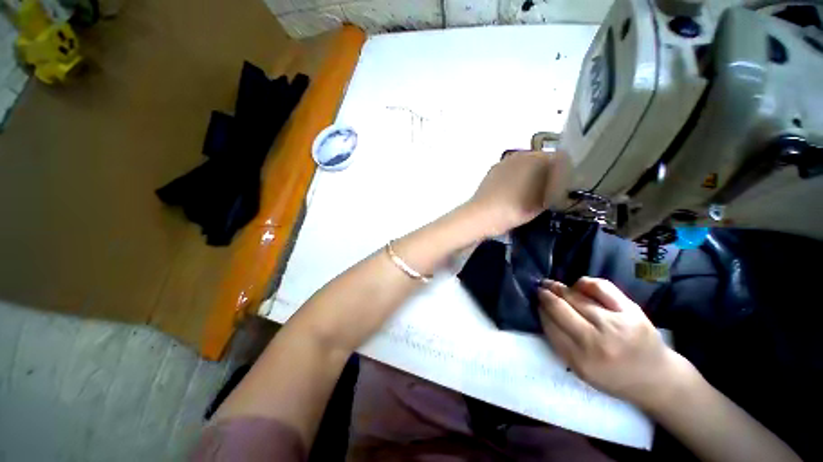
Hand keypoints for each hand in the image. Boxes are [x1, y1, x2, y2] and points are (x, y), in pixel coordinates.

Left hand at [467, 150, 570, 236]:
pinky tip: (513, 191)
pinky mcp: (492, 171)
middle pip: (541, 159)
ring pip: (525, 164)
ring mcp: (504, 162)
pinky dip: (516, 177)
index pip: (559, 158)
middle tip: (549, 188)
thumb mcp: (540, 203)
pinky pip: (511, 170)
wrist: (480, 215)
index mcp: (535, 160)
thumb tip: (559, 183)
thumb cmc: (513, 209)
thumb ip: (553, 190)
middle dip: (547, 171)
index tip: (564, 184)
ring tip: (530, 191)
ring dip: (531, 174)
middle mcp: (519, 156)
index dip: (564, 171)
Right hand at [537, 277, 695, 410]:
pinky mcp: (631, 311)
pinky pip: (602, 288)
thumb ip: (560, 343)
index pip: (550, 326)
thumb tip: (543, 312)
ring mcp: (616, 323)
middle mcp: (597, 341)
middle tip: (539, 289)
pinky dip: (585, 283)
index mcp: (582, 360)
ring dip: (560, 288)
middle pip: (560, 308)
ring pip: (577, 297)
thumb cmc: (614, 377)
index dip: (540, 310)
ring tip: (552, 285)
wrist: (657, 378)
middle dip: (545, 295)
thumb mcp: (582, 370)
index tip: (536, 303)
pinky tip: (578, 285)